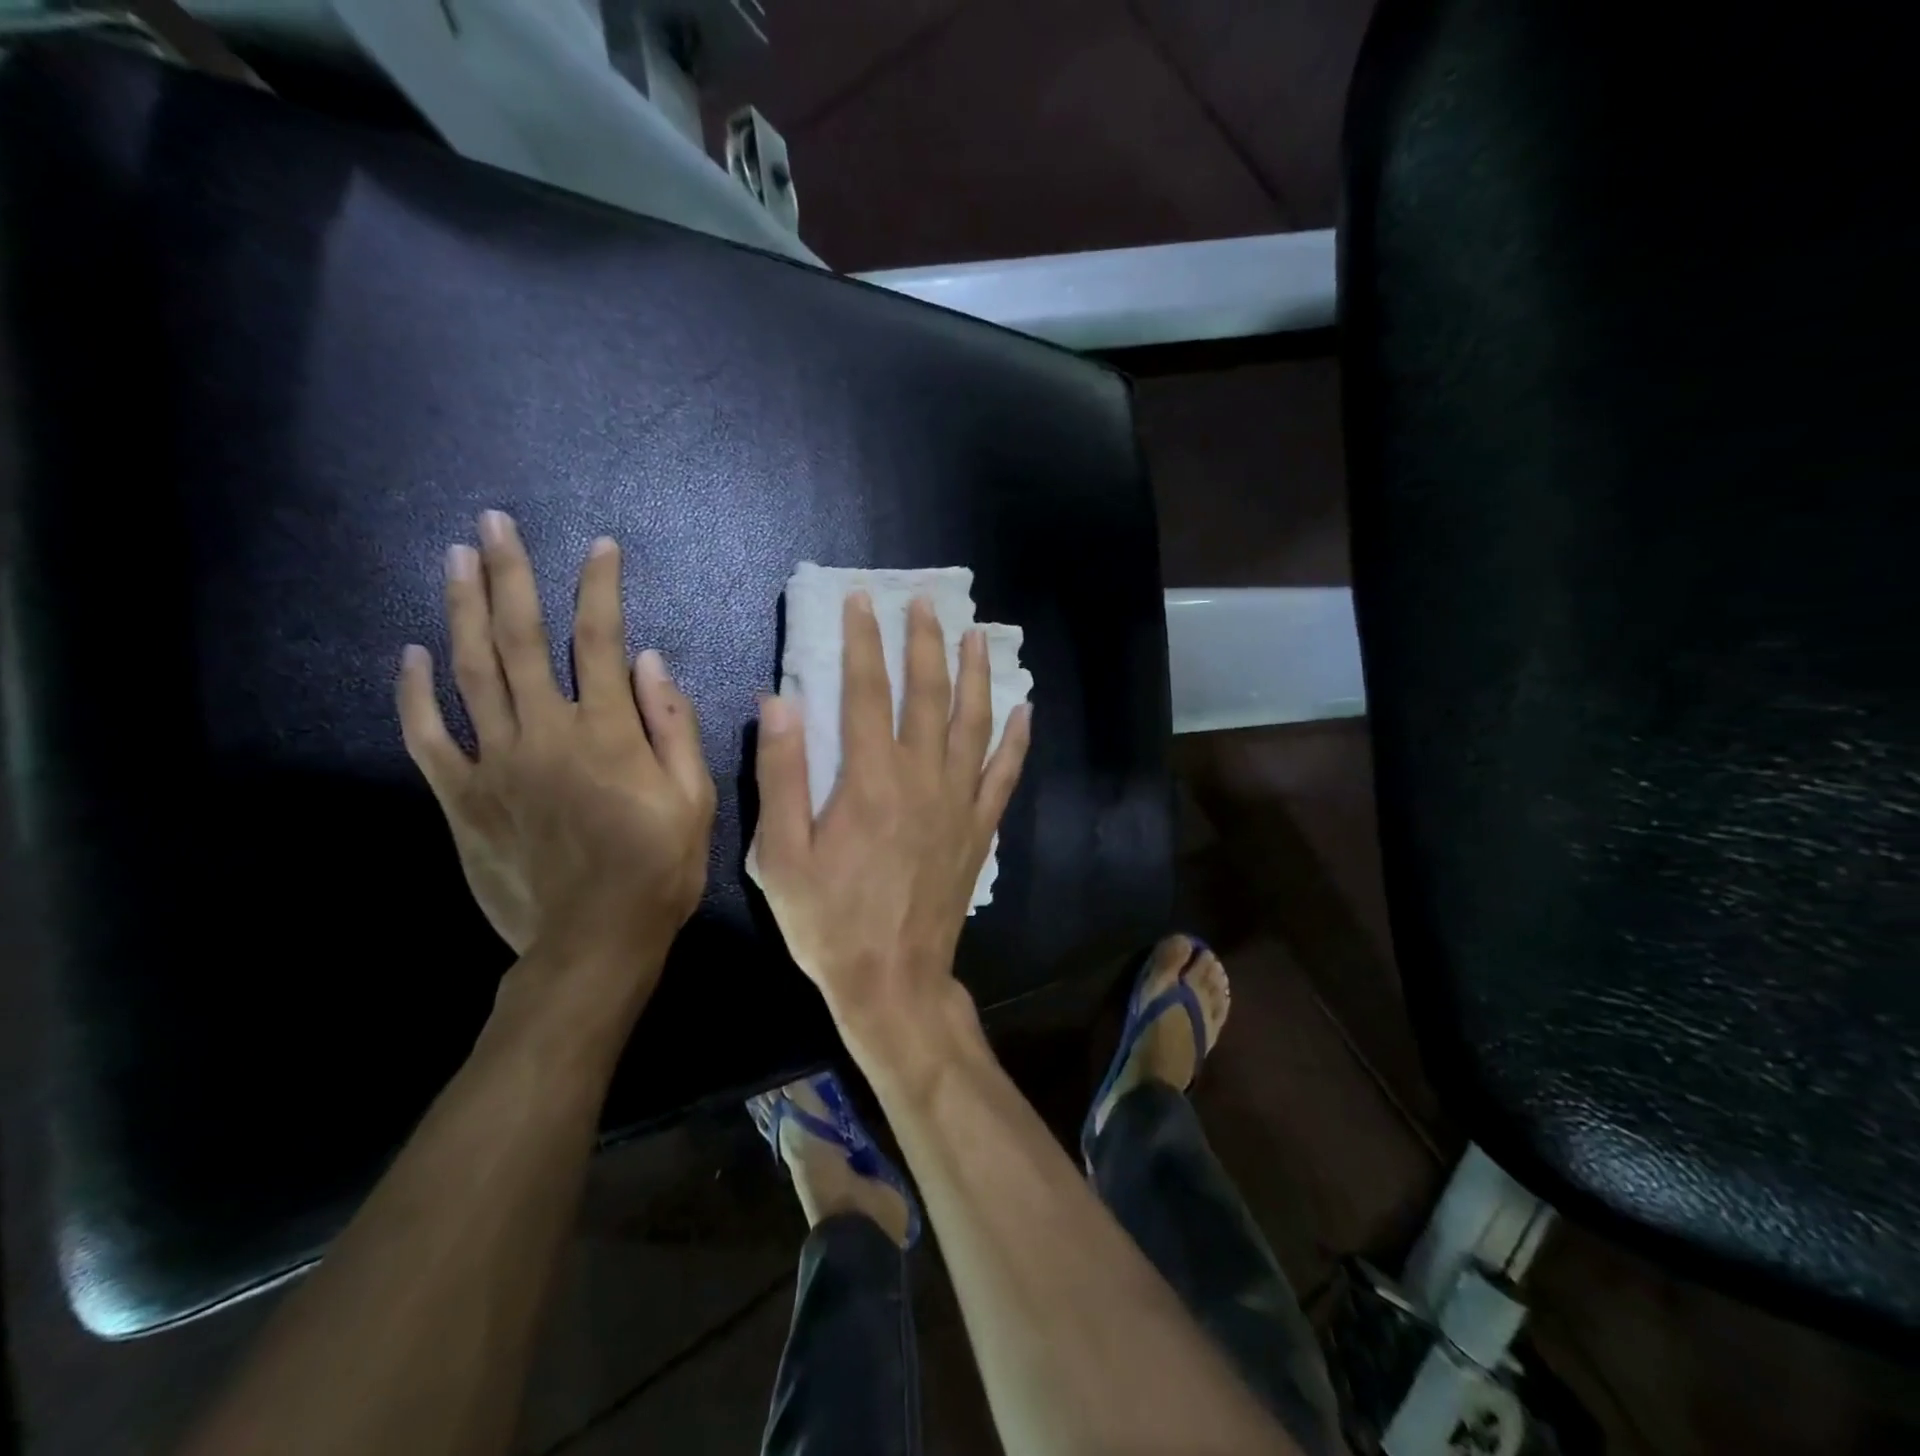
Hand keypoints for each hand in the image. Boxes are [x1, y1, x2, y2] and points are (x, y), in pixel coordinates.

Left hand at [396, 511, 715, 990]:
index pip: (601, 641)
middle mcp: (546, 734)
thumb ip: (674, 728)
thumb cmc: (658, 869)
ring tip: (455, 559)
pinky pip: (428, 737)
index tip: (600, 548)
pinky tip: (410, 654)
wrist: (593, 941)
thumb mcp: (694, 799)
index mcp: (608, 734)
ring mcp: (496, 763)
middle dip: (510, 576)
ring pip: (471, 673)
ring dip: (462, 612)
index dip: (600, 588)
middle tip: (495, 524)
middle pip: (522, 640)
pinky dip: (415, 693)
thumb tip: (652, 663)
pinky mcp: (462, 797)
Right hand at [751, 592, 1030, 1048]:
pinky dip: (1016, 739)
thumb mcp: (781, 855)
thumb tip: (779, 701)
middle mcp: (922, 778)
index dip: (861, 641)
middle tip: (925, 602)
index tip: (861, 600)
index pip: (864, 691)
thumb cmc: (828, 921)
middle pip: (926, 694)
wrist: (893, 981)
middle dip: (923, 643)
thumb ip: (780, 774)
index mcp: (869, 779)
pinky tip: (1023, 709)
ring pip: (972, 722)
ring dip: (975, 675)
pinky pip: (1005, 773)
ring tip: (977, 635)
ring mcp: (959, 802)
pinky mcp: (981, 829)